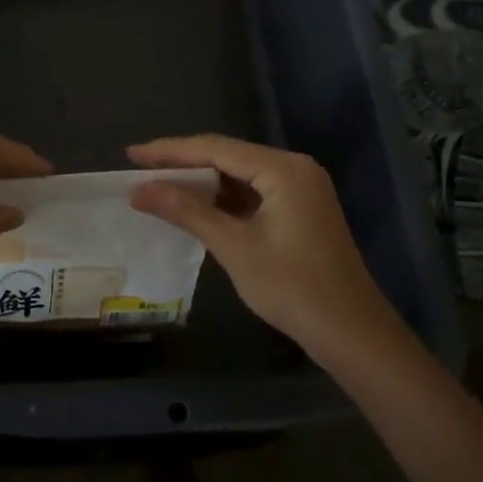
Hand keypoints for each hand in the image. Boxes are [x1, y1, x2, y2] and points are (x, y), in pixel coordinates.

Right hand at [128, 134, 402, 359]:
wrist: (351, 333)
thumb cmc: (292, 287)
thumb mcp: (233, 246)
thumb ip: (186, 211)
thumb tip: (140, 190)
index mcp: (283, 168)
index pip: (215, 148)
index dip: (169, 151)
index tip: (132, 154)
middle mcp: (294, 168)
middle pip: (227, 156)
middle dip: (183, 163)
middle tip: (140, 168)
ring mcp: (300, 189)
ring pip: (239, 175)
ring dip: (201, 182)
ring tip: (158, 185)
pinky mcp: (300, 210)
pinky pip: (253, 193)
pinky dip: (222, 199)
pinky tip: (194, 206)